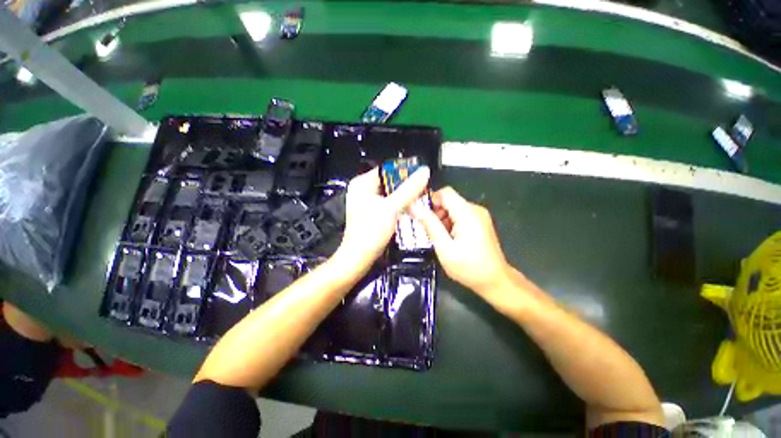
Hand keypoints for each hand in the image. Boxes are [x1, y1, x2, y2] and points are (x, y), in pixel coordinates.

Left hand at [336, 166, 430, 272]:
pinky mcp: (374, 213)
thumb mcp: (391, 208)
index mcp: (362, 184)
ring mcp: (369, 202)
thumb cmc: (370, 232)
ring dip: (405, 195)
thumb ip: (409, 190)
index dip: (404, 171)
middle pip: (390, 182)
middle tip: (422, 187)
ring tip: (419, 197)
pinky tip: (411, 207)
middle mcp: (364, 191)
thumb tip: (423, 173)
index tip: (420, 174)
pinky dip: (400, 204)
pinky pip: (390, 203)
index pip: (387, 170)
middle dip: (406, 185)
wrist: (360, 257)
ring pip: (391, 193)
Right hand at [411, 187, 512, 296]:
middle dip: (436, 213)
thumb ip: (430, 225)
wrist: (495, 281)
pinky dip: (451, 223)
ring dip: (442, 219)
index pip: (445, 192)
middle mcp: (475, 209)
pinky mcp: (480, 222)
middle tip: (430, 231)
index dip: (430, 201)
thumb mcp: (444, 248)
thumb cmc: (469, 267)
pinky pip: (460, 215)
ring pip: (453, 208)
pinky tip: (450, 239)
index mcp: (467, 213)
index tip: (422, 216)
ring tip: (440, 238)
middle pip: (449, 200)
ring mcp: (479, 215)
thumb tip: (414, 207)